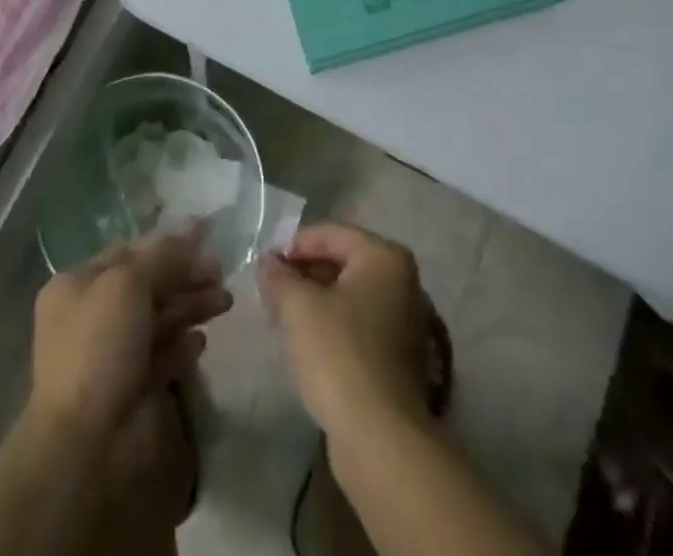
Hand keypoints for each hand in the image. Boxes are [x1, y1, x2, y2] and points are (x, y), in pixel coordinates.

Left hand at [29, 231, 231, 439]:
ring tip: (224, 302)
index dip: (167, 242)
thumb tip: (194, 228)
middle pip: (148, 283)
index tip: (206, 236)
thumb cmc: (101, 346)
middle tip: (221, 273)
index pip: (128, 251)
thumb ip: (163, 255)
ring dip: (192, 305)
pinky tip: (201, 342)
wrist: (91, 443)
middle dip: (185, 275)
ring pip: (160, 317)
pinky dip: (184, 344)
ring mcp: (114, 353)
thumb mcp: (128, 283)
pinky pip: (166, 354)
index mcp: (77, 285)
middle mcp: (93, 315)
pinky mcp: (136, 387)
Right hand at [257, 223, 435, 438]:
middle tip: (272, 288)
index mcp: (385, 256)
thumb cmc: (339, 355)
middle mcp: (403, 280)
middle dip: (306, 272)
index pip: (331, 233)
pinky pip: (360, 324)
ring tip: (284, 314)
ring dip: (317, 300)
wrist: (381, 438)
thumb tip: (267, 262)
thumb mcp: (298, 308)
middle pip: (344, 261)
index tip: (266, 262)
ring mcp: (406, 320)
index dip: (294, 244)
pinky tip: (309, 343)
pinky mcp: (401, 357)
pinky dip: (334, 325)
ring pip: (351, 295)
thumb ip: (279, 278)